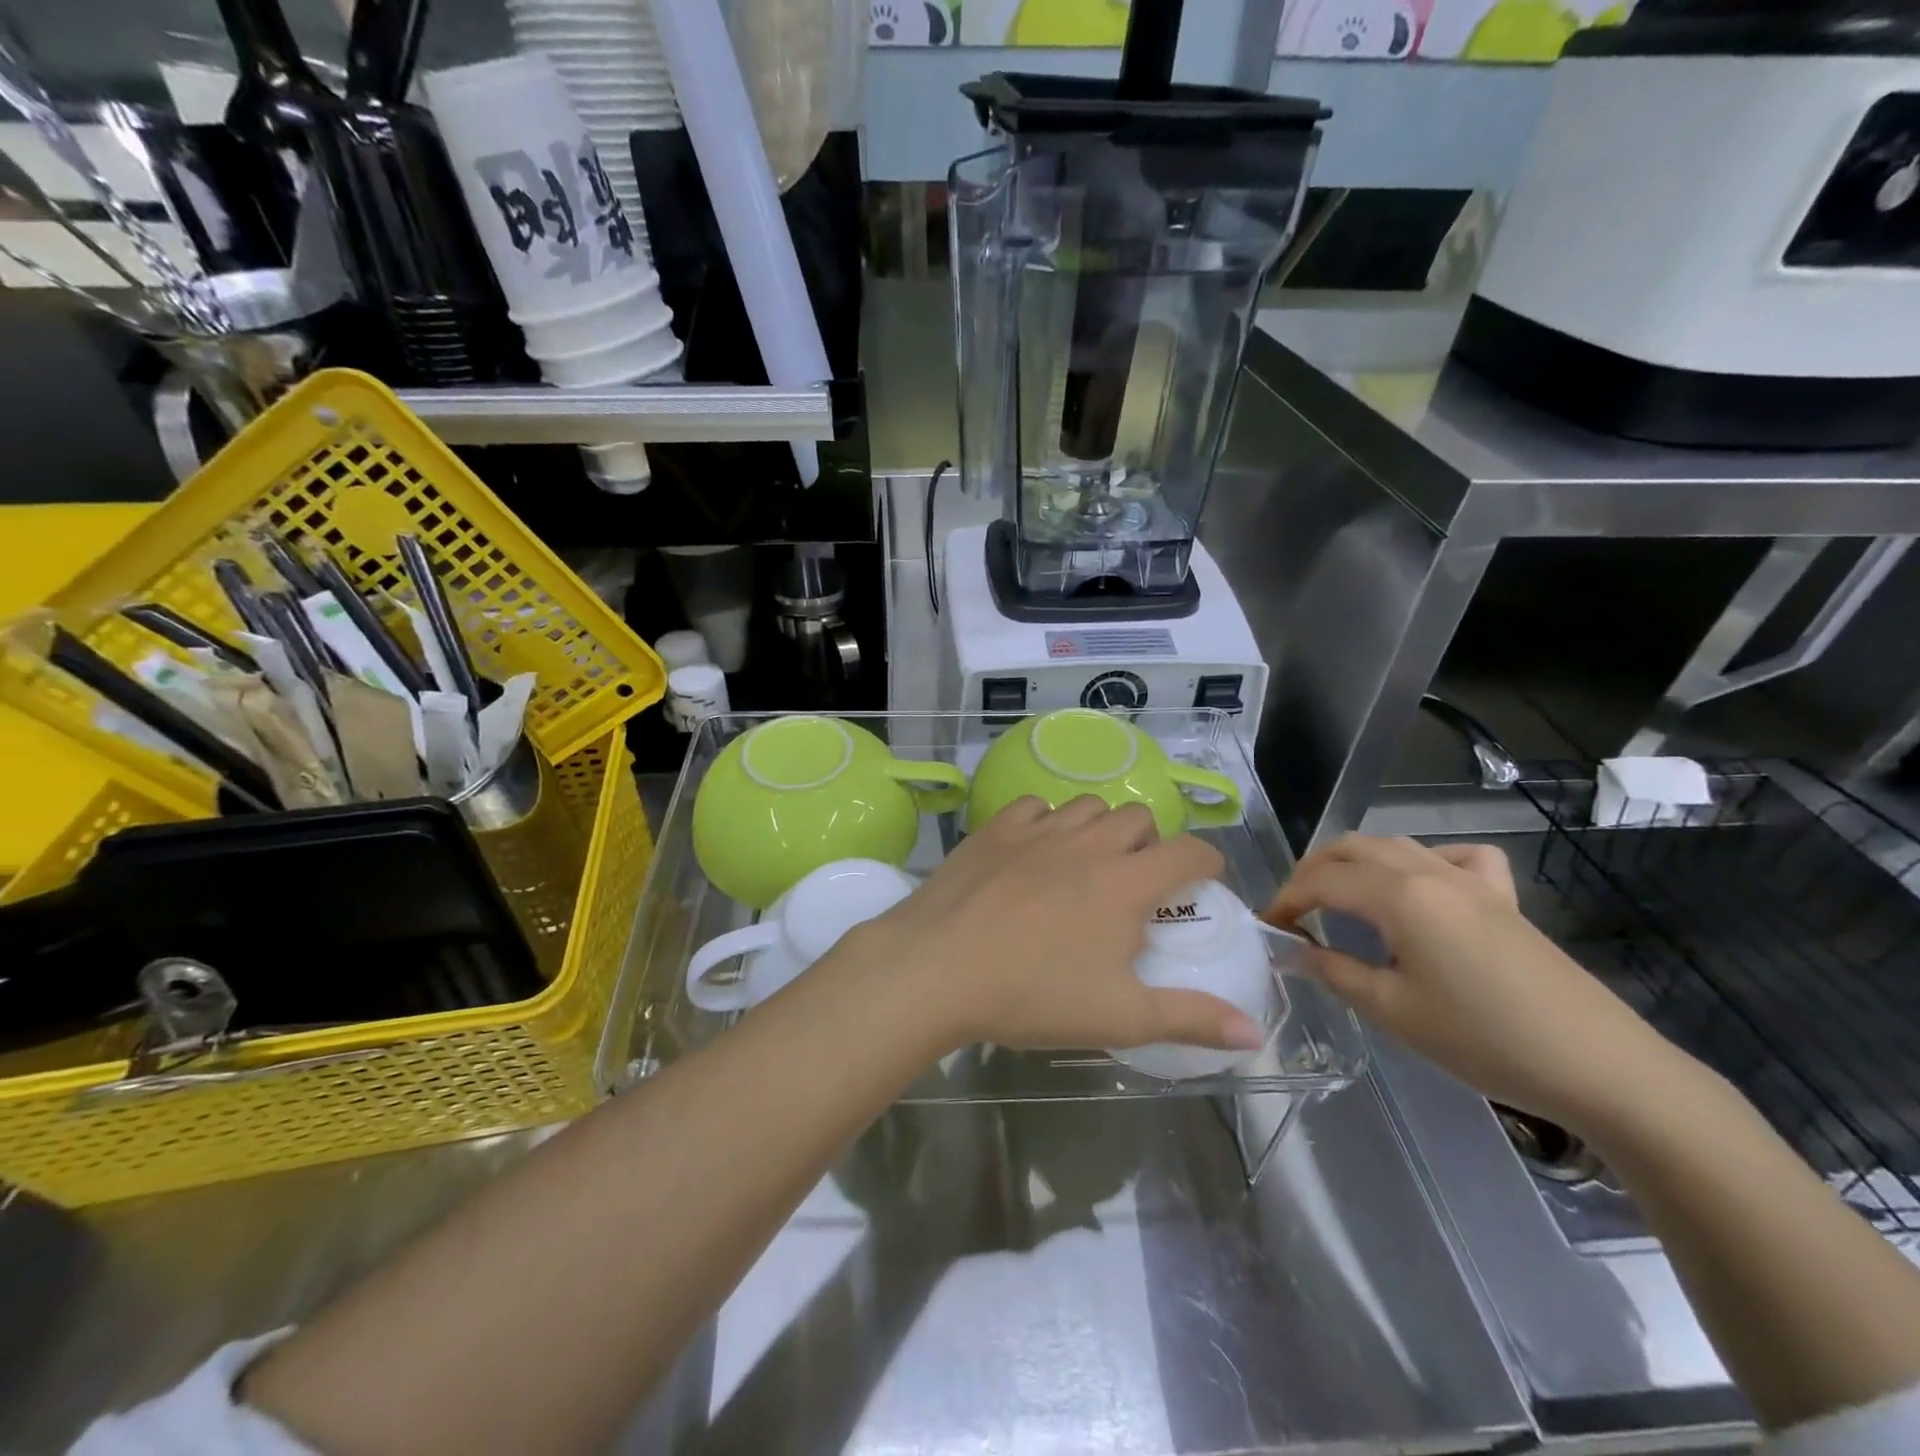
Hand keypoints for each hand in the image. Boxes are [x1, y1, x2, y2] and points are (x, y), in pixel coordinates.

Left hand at [851, 796, 1266, 1055]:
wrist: (937, 967)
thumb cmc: (1033, 994)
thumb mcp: (1120, 1017)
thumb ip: (1191, 1019)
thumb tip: (1255, 1031)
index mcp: (1127, 882)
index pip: (1191, 851)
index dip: (1208, 862)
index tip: (1204, 883)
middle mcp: (1089, 843)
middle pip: (1139, 818)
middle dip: (1149, 844)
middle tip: (1133, 885)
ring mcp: (1039, 829)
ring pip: (1088, 806)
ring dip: (1099, 829)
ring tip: (1085, 866)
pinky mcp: (995, 828)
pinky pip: (1035, 806)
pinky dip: (1046, 822)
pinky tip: (1034, 852)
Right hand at [1267, 835, 1674, 1129]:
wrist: (1600, 1067)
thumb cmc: (1485, 1040)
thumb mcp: (1394, 1012)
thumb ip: (1335, 973)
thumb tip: (1294, 952)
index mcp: (1400, 897)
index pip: (1323, 882)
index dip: (1287, 900)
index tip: (1267, 926)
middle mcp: (1430, 873)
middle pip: (1354, 849)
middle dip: (1313, 870)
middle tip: (1295, 909)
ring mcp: (1472, 881)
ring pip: (1396, 845)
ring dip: (1356, 862)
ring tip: (1338, 895)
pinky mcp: (1503, 898)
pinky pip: (1457, 857)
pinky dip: (1425, 860)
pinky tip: (1423, 886)